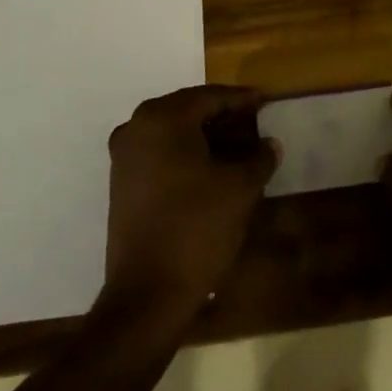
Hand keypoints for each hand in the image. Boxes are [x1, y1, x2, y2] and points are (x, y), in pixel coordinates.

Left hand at [100, 85, 279, 324]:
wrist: (147, 293)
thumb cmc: (197, 228)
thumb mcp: (240, 189)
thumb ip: (259, 158)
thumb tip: (270, 144)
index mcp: (163, 118)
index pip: (210, 97)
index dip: (241, 99)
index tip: (265, 100)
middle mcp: (137, 127)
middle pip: (188, 110)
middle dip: (223, 116)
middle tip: (254, 122)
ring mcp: (124, 156)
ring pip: (173, 132)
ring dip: (205, 136)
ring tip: (239, 146)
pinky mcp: (121, 183)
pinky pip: (160, 153)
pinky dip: (186, 153)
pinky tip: (212, 167)